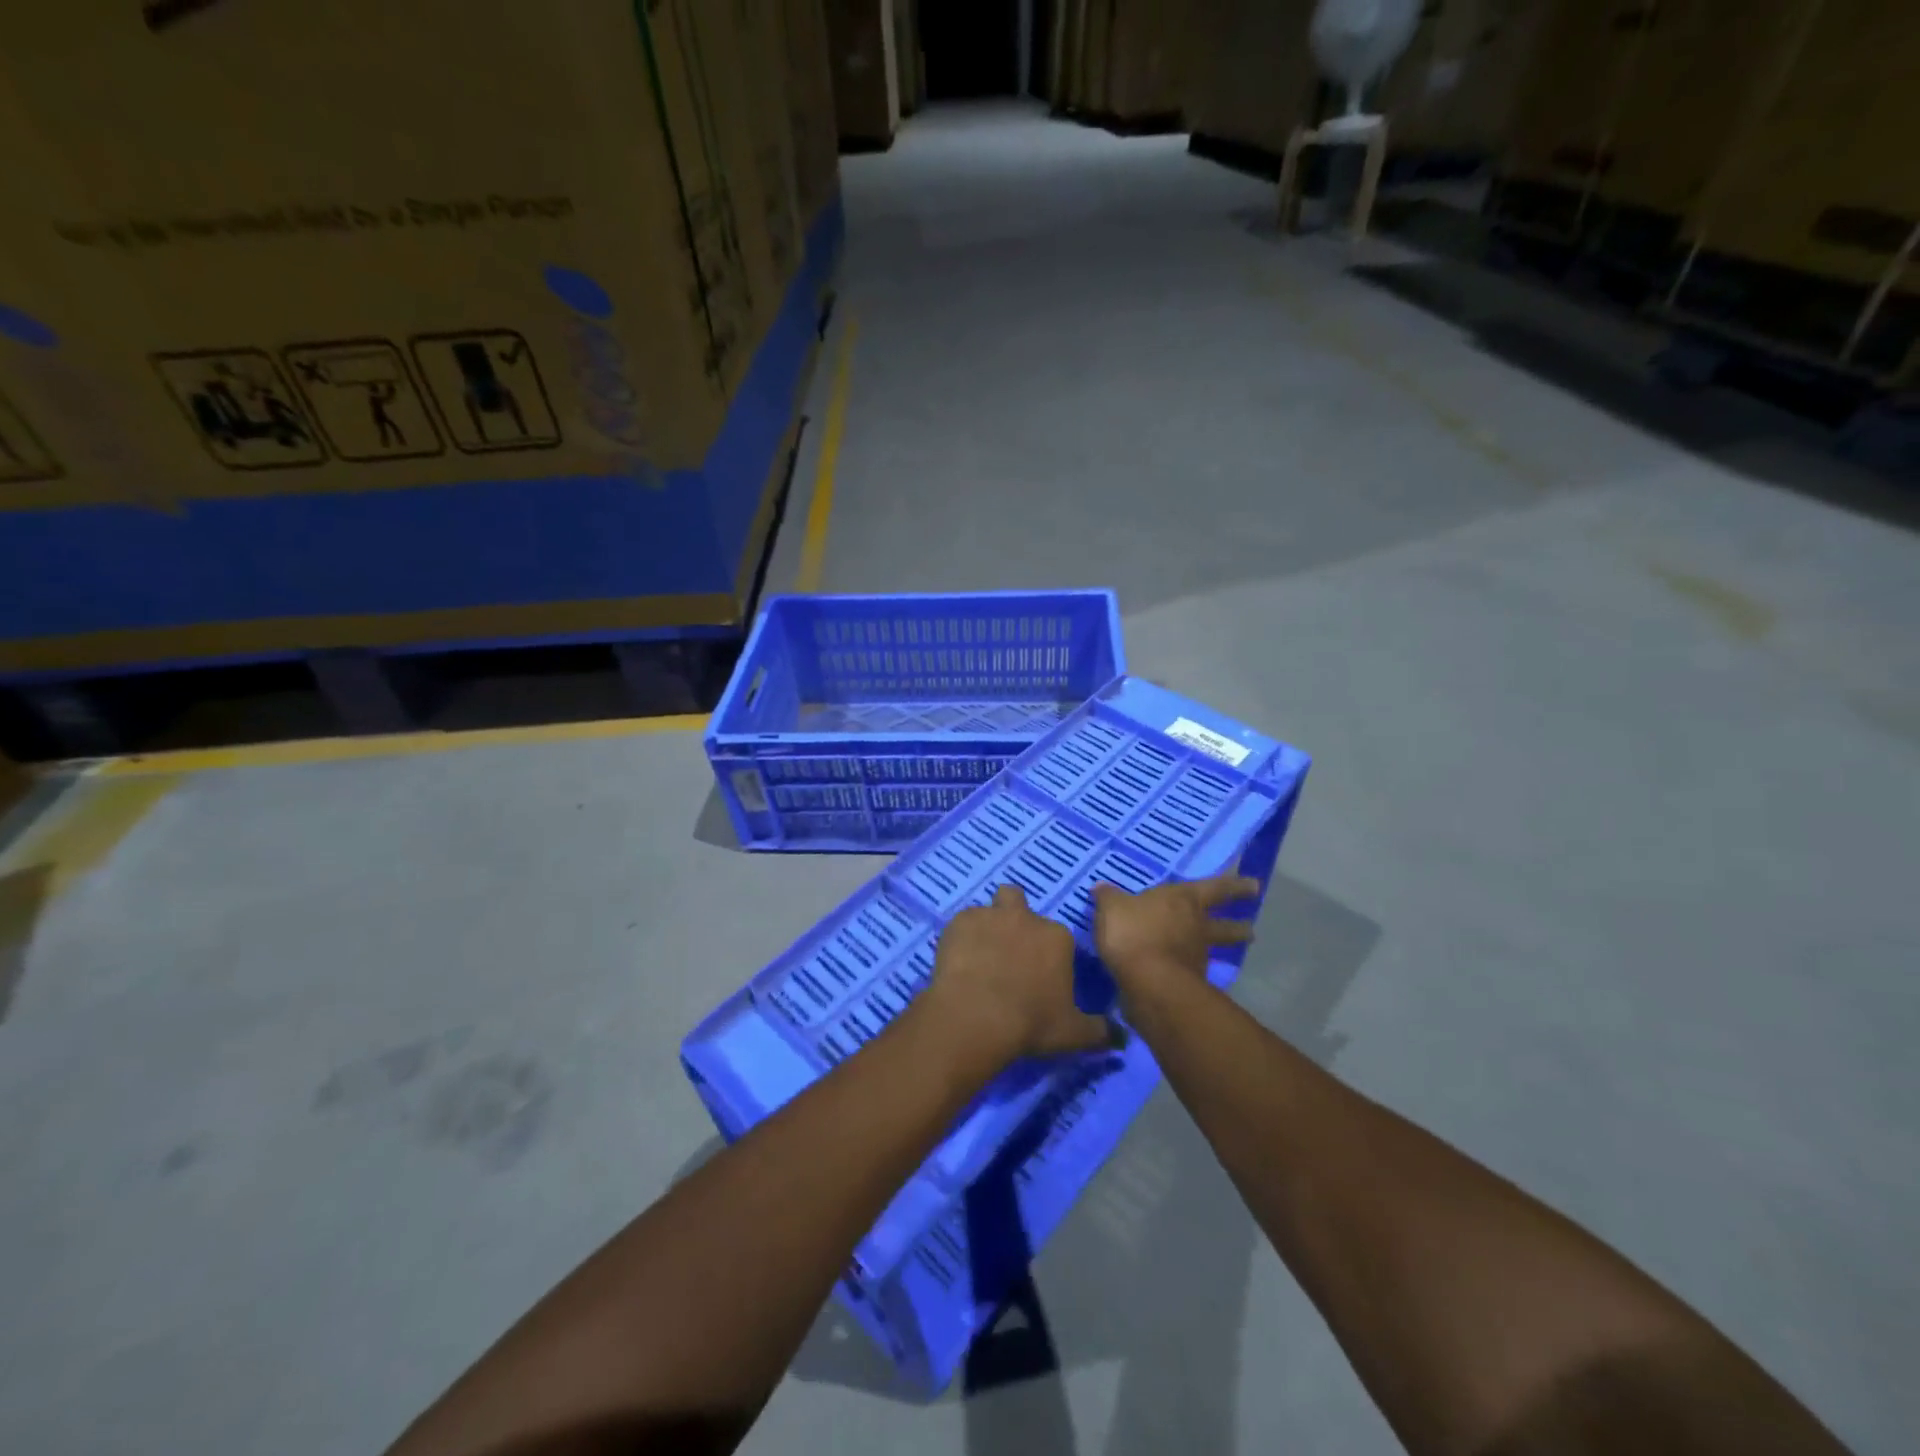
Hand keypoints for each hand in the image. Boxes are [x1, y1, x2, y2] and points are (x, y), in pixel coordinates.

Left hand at [920, 885, 1111, 1069]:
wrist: (976, 1016)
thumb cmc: (1030, 1023)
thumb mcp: (1073, 1034)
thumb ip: (1100, 1031)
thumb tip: (1122, 1037)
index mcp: (1056, 937)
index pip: (1056, 935)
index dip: (1047, 953)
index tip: (1039, 975)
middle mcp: (1025, 917)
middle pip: (1018, 901)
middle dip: (1014, 918)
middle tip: (1007, 951)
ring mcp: (989, 916)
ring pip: (988, 910)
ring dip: (986, 927)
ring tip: (978, 957)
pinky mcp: (958, 922)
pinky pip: (961, 924)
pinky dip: (960, 939)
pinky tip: (957, 962)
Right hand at [1093, 873, 1260, 1009]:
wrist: (1148, 983)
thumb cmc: (1134, 932)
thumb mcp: (1112, 908)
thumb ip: (1108, 898)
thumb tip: (1102, 888)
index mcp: (1184, 900)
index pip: (1215, 888)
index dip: (1234, 886)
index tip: (1255, 886)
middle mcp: (1196, 926)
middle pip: (1223, 925)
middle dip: (1237, 926)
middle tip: (1250, 929)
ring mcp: (1196, 957)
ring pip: (1210, 950)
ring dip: (1214, 951)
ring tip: (1210, 953)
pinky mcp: (1187, 983)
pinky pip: (1188, 971)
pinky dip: (1186, 970)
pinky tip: (1176, 972)